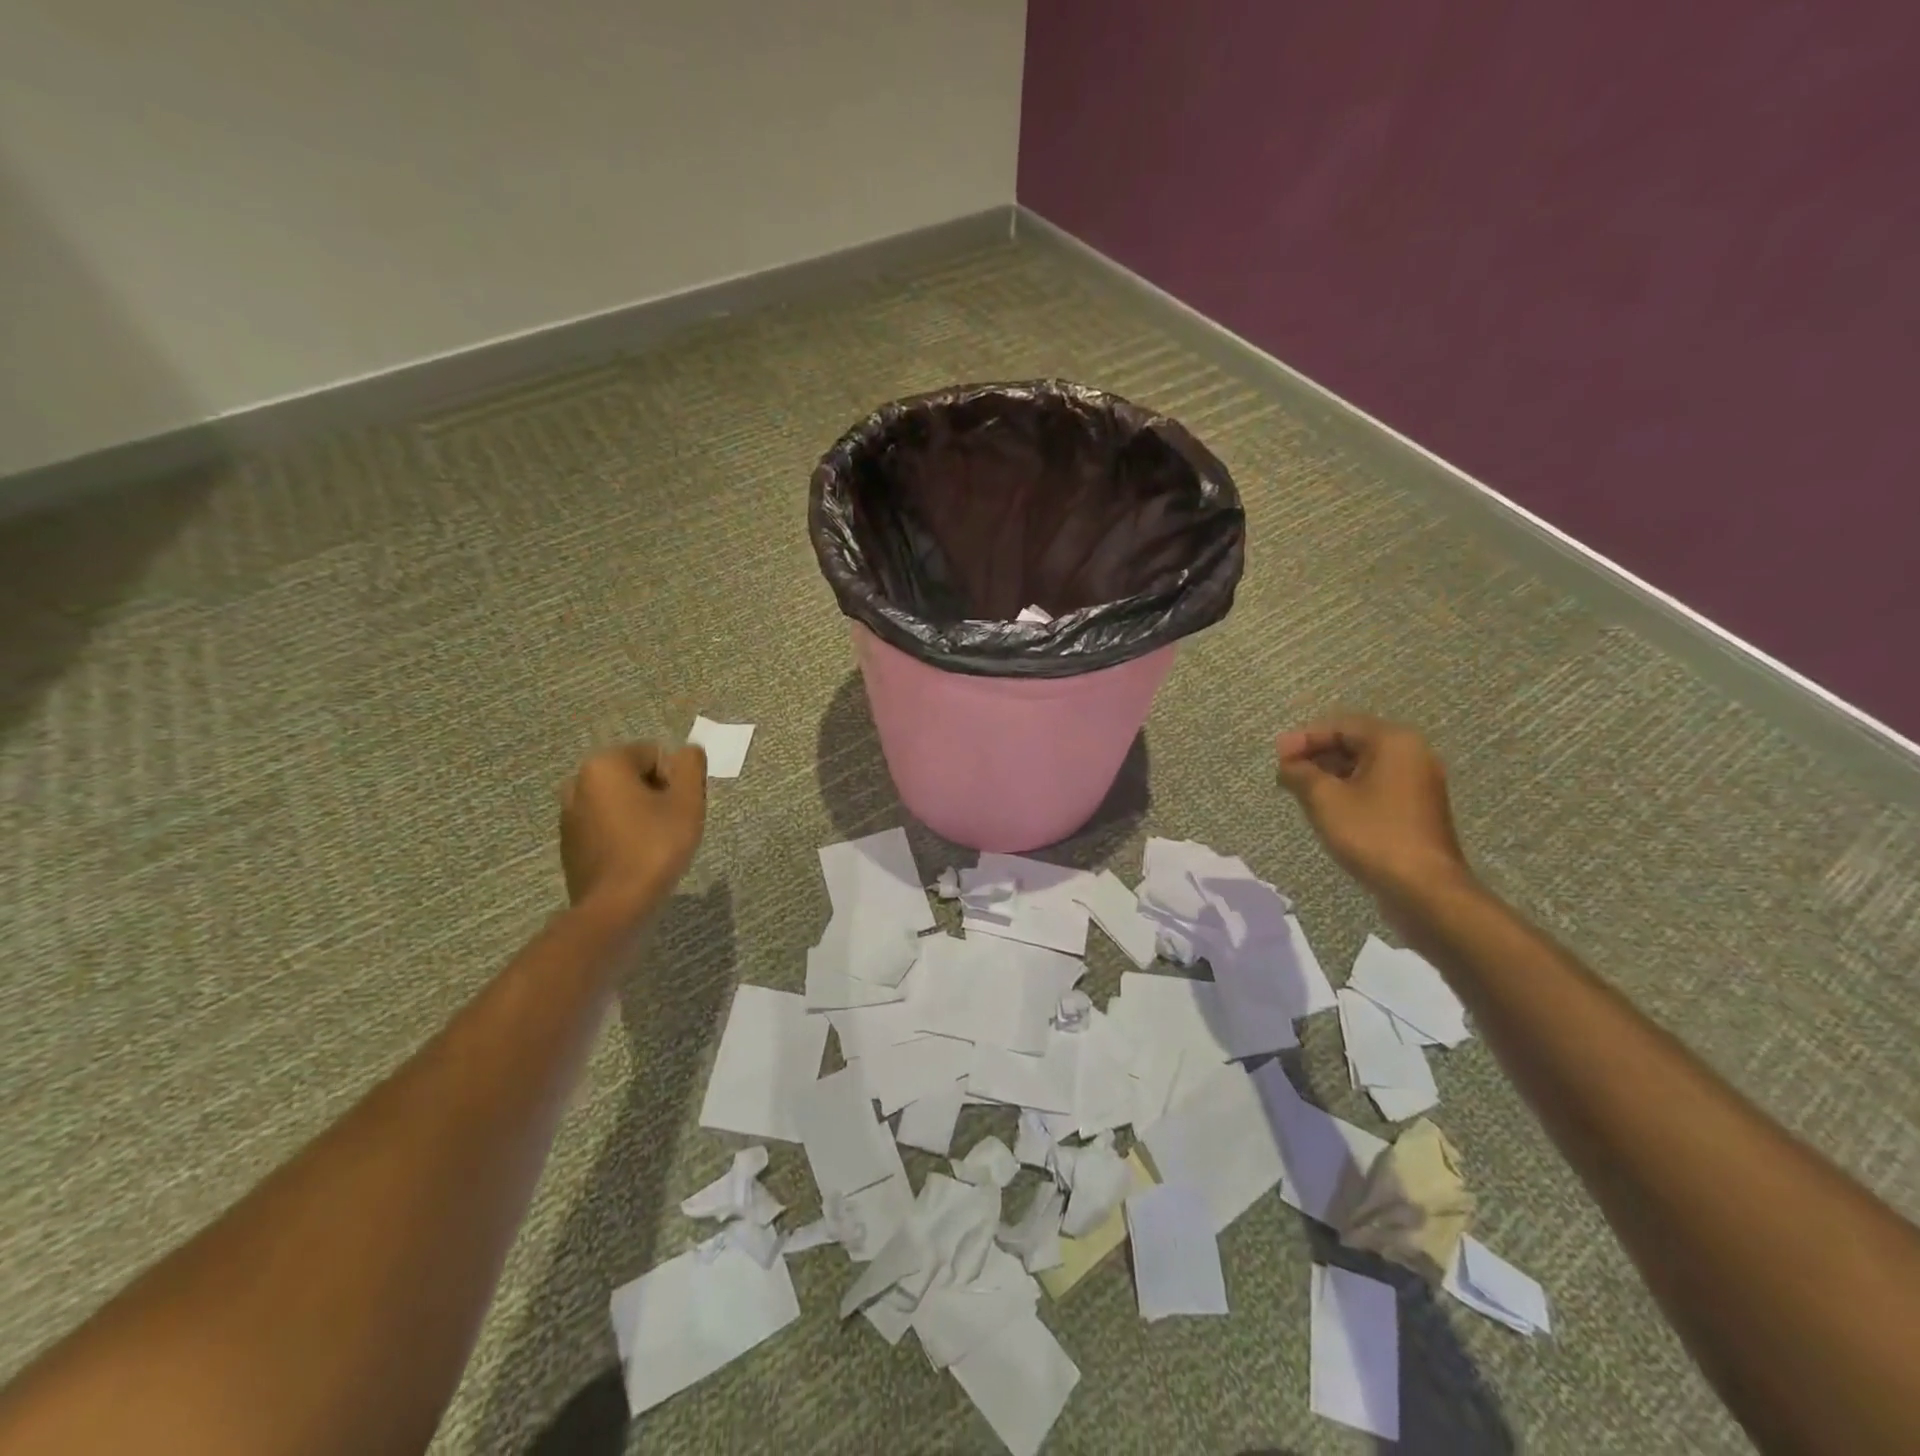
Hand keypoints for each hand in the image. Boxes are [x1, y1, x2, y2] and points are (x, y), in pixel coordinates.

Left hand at [559, 741, 706, 916]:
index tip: (681, 809)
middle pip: (634, 776)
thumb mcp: (687, 802)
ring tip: (655, 844)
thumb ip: (691, 766)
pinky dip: (622, 833)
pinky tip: (635, 858)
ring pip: (619, 801)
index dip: (676, 780)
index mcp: (604, 765)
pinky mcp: (569, 843)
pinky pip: (605, 825)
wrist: (616, 906)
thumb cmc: (655, 847)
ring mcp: (569, 814)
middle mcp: (578, 782)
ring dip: (639, 814)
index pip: (655, 754)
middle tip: (672, 826)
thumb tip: (688, 750)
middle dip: (657, 795)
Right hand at [1275, 715, 1471, 905]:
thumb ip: (1300, 773)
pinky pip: (1376, 786)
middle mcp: (1412, 754)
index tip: (1277, 757)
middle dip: (1316, 755)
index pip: (1340, 726)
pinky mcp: (1417, 808)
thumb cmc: (1372, 834)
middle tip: (1284, 772)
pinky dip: (1349, 789)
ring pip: (1364, 766)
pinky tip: (1326, 806)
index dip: (1303, 739)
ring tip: (1299, 790)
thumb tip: (1287, 764)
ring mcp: (1418, 782)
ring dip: (1329, 773)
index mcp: (1393, 742)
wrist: (1423, 888)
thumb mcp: (1324, 799)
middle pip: (1354, 742)